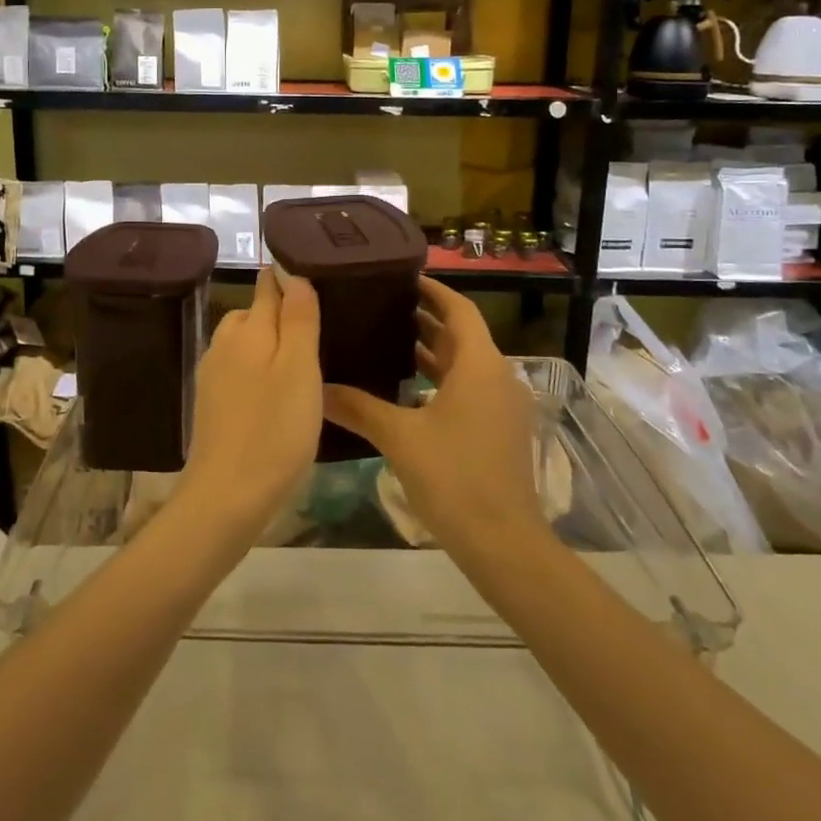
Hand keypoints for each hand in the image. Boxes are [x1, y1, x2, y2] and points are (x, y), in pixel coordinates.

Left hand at [178, 267, 322, 538]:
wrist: (226, 496)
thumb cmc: (274, 431)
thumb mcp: (299, 370)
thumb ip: (298, 319)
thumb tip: (293, 273)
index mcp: (248, 330)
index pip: (268, 287)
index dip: (289, 278)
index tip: (315, 275)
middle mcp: (224, 344)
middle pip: (252, 312)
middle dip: (278, 312)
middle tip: (317, 326)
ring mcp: (212, 374)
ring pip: (242, 341)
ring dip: (266, 342)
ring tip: (299, 360)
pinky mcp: (210, 402)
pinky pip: (236, 368)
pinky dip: (255, 368)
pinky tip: (273, 390)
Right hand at [323, 277, 541, 557]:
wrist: (503, 542)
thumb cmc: (454, 477)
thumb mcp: (400, 437)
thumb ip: (358, 408)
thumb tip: (317, 387)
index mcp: (480, 365)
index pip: (459, 310)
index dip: (434, 291)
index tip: (403, 278)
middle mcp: (497, 377)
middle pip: (462, 335)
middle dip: (426, 319)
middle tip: (383, 307)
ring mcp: (502, 406)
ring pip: (465, 365)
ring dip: (432, 351)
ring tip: (387, 340)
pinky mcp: (499, 431)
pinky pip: (468, 389)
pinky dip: (440, 381)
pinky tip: (406, 391)